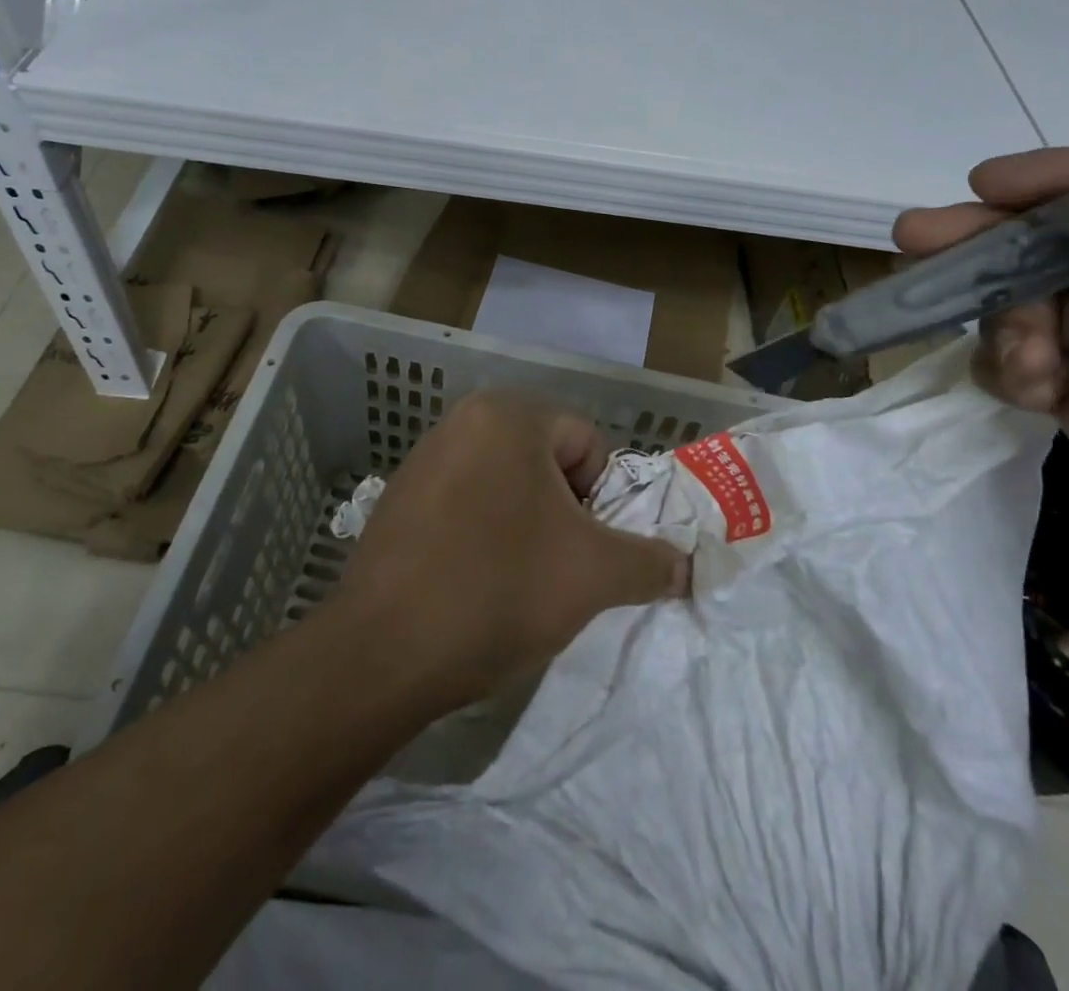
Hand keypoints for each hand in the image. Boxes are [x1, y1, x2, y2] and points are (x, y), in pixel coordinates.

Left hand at [331, 390, 688, 709]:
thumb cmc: (499, 590)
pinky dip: (482, 537)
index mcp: (507, 415)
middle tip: (554, 570)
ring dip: (524, 528)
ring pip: (506, 487)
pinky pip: (464, 506)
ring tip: (512, 583)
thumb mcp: (594, 574)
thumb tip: (684, 565)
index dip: (600, 503)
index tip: (581, 552)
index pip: (587, 445)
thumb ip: (651, 561)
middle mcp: (460, 421)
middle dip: (563, 516)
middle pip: (546, 464)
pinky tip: (471, 585)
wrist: (384, 653)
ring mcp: (423, 459)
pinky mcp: (398, 499)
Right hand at [896, 148, 1068, 690]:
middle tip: (916, 242)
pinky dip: (1005, 366)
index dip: (1062, 181)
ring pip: (1034, 302)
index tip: (985, 185)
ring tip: (1021, 361)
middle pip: (1068, 242)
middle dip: (993, 240)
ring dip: (1004, 317)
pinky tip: (1023, 391)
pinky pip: (1024, 363)